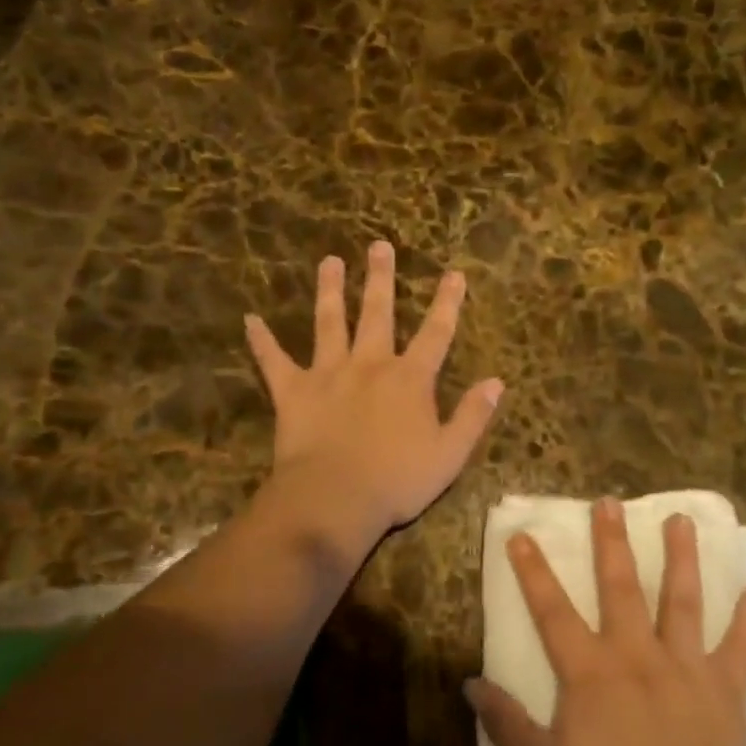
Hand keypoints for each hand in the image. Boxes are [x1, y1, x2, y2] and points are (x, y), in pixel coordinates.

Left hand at [245, 242, 504, 541]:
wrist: (335, 499)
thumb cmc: (398, 480)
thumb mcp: (450, 454)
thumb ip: (473, 415)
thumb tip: (496, 382)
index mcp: (410, 379)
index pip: (436, 333)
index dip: (447, 303)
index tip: (454, 273)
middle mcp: (370, 364)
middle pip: (378, 313)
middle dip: (382, 278)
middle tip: (379, 246)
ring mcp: (328, 373)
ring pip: (330, 323)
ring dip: (330, 291)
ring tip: (329, 262)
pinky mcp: (294, 391)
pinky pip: (274, 360)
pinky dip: (261, 340)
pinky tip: (249, 319)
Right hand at [467, 499, 745, 745]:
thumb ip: (508, 725)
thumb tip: (471, 683)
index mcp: (591, 671)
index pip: (553, 611)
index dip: (534, 572)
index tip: (522, 534)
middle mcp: (637, 653)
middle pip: (621, 587)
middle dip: (612, 542)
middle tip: (610, 502)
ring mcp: (685, 665)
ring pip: (683, 600)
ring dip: (681, 558)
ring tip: (681, 520)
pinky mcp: (724, 687)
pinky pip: (740, 647)